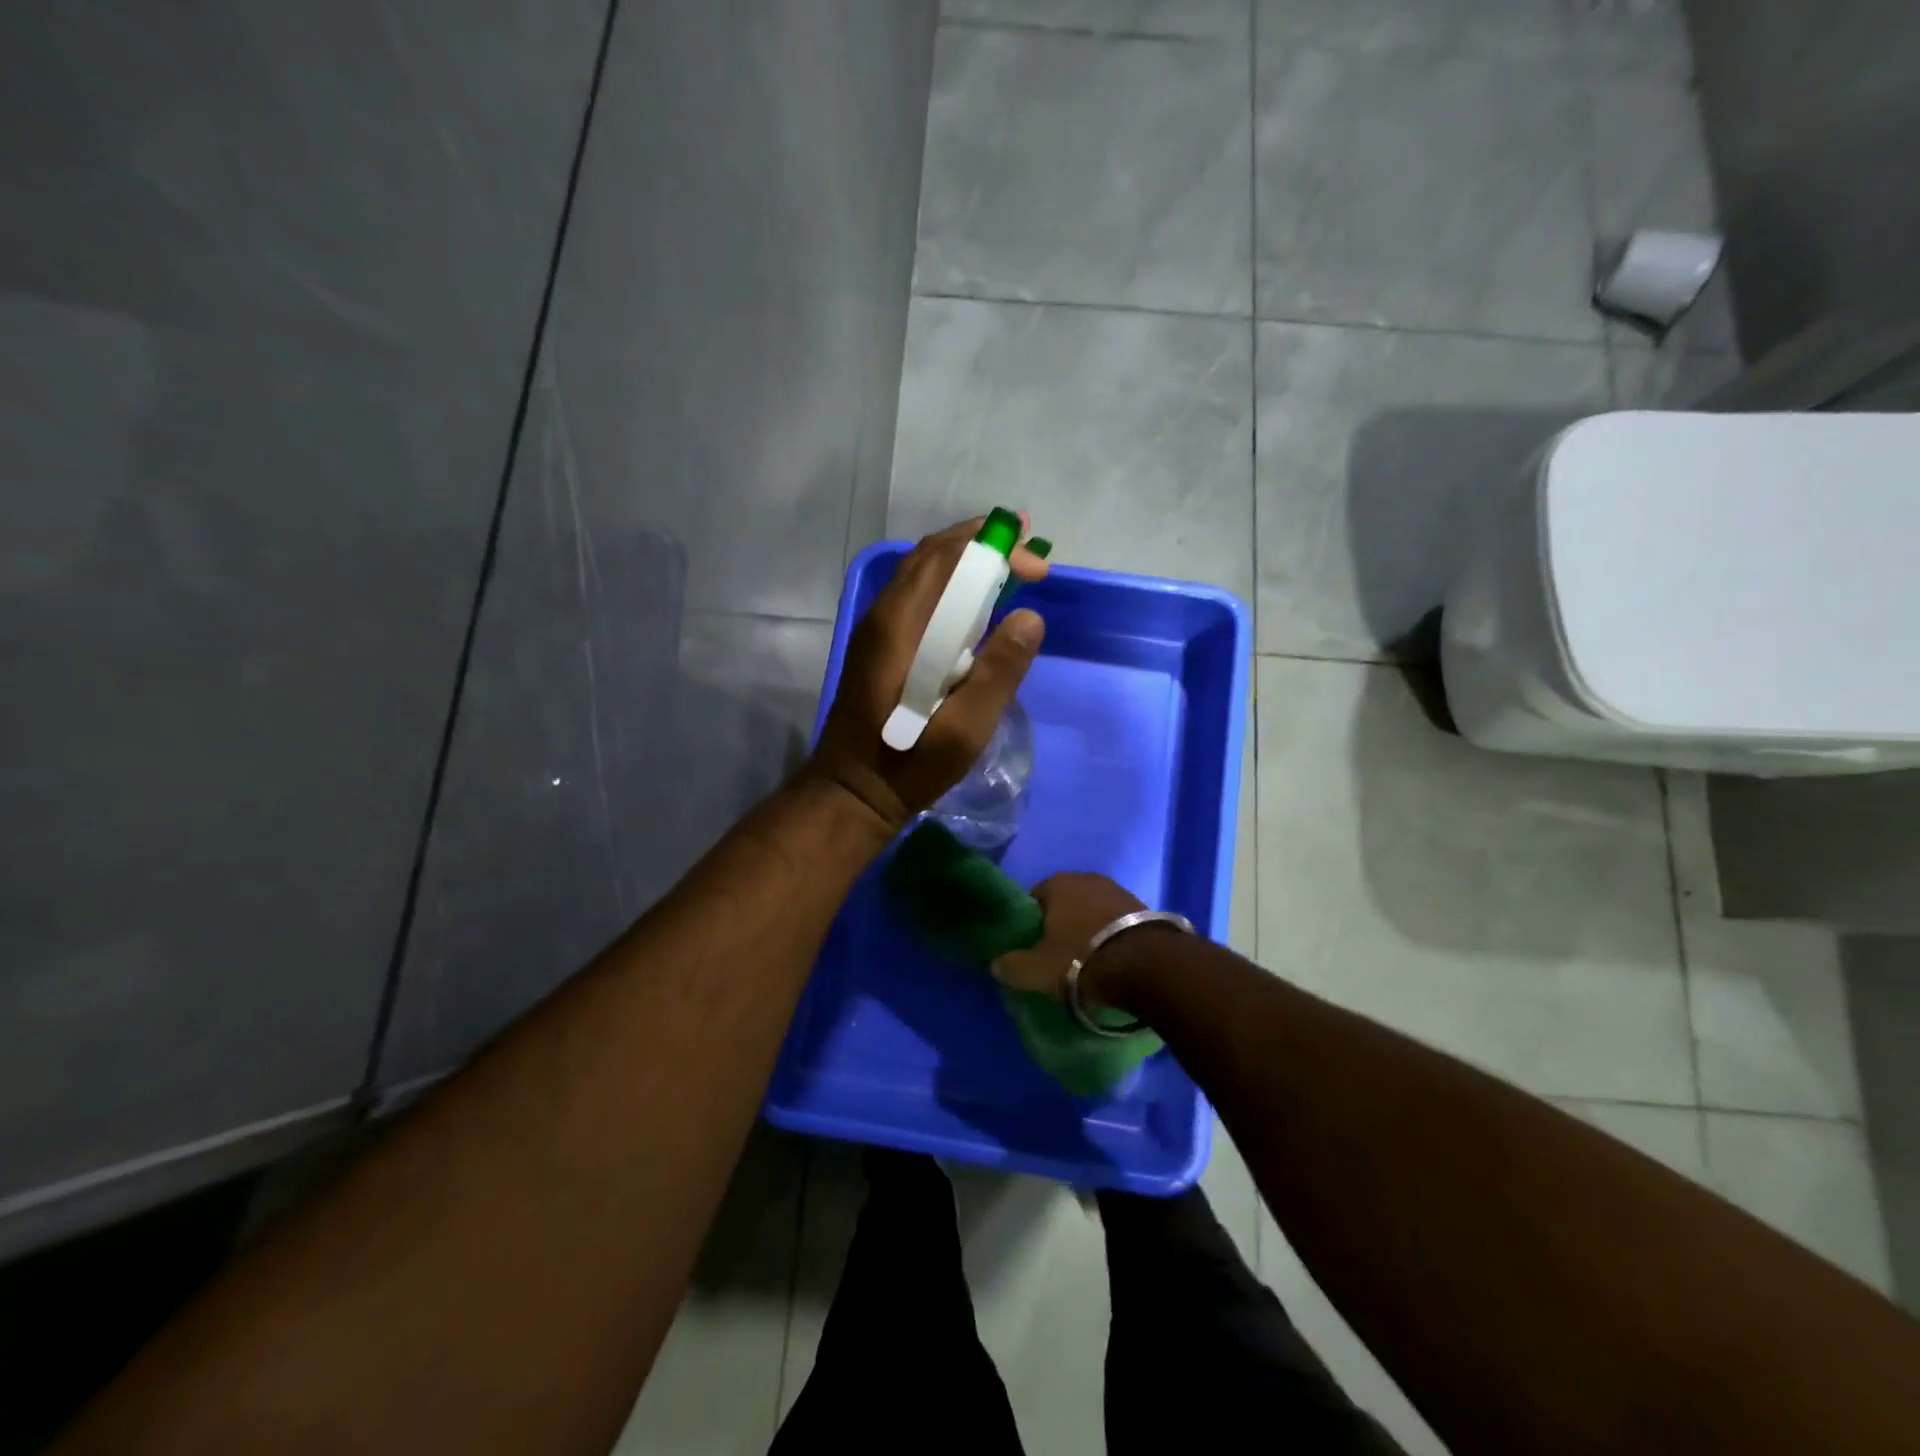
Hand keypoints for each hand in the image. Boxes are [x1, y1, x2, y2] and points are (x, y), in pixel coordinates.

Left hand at [808, 517, 1049, 832]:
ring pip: (921, 572)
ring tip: (1007, 560)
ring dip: (964, 557)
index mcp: (901, 627)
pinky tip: (974, 600)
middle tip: (1026, 544)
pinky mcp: (879, 644)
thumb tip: (1030, 616)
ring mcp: (877, 628)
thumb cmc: (908, 764)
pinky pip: (917, 594)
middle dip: (981, 540)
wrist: (852, 791)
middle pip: (932, 555)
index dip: (994, 548)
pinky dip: (950, 581)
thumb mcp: (963, 730)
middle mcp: (883, 614)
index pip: (947, 558)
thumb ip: (997, 673)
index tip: (1038, 567)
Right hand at [991, 873, 1144, 998]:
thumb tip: (995, 964)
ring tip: (1087, 958)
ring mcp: (1117, 889)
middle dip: (1060, 924)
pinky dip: (1110, 934)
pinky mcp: (1142, 905)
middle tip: (1057, 955)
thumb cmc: (1080, 959)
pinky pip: (1115, 920)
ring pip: (1091, 910)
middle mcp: (1086, 878)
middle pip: (1064, 902)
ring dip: (1087, 928)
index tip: (1032, 947)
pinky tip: (1110, 956)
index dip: (1030, 924)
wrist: (1145, 964)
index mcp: (1056, 883)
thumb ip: (1010, 966)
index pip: (1033, 899)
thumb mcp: (1036, 970)